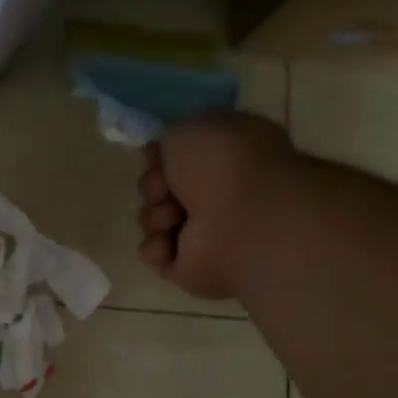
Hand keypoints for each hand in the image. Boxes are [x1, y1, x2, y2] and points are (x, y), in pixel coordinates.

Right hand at [137, 113, 297, 299]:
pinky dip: (156, 247)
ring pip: (151, 220)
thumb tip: (162, 158)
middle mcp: (215, 194)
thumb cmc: (224, 165)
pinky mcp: (189, 267)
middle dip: (153, 186)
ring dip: (154, 215)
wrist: (246, 219)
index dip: (158, 156)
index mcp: (224, 157)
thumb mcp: (191, 129)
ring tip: (175, 217)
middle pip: (158, 189)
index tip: (157, 157)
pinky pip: (153, 254)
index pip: (174, 157)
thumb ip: (171, 140)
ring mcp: (203, 234)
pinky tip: (171, 242)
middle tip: (166, 189)